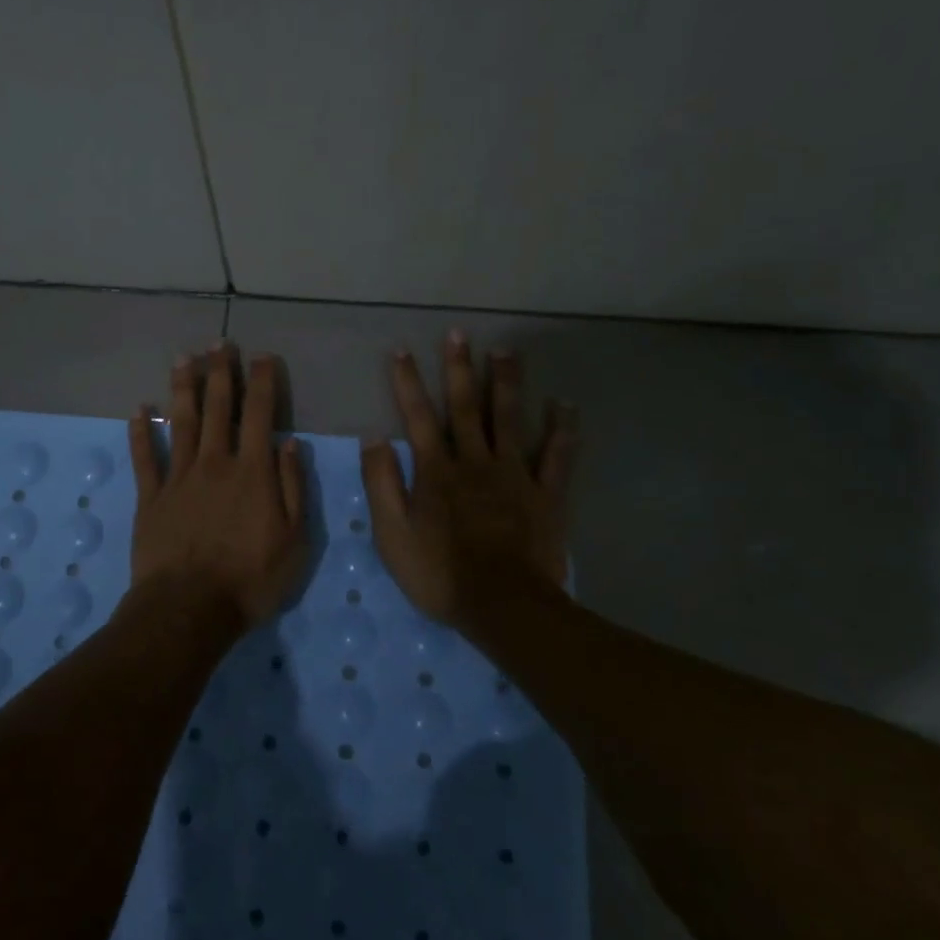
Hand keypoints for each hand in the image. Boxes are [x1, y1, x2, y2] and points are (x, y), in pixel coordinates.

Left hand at [128, 344, 308, 630]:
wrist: (189, 609)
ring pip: (180, 422)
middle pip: (217, 408)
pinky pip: (144, 458)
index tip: (263, 356)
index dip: (262, 382)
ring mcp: (178, 478)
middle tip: (219, 343)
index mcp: (252, 472)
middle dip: (220, 372)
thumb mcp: (294, 540)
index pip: (259, 415)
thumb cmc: (250, 579)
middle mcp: (214, 463)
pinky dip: (140, 432)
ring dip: (183, 388)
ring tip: (184, 358)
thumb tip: (290, 444)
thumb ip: (293, 488)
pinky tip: (139, 409)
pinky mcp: (150, 498)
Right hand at [361, 331, 577, 625]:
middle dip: (459, 368)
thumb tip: (374, 438)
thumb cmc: (440, 573)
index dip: (407, 383)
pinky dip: (562, 429)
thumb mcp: (392, 534)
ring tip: (505, 351)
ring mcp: (514, 474)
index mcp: (436, 470)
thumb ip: (381, 483)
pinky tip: (565, 404)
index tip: (401, 351)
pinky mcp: (546, 494)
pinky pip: (557, 456)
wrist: (503, 605)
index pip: (417, 416)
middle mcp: (475, 461)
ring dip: (506, 382)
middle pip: (465, 406)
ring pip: (509, 419)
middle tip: (459, 333)